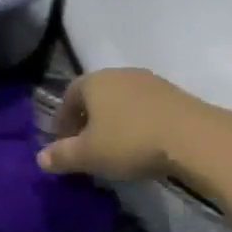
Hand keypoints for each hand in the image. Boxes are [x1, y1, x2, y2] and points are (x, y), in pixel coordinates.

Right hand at [36, 68, 219, 181]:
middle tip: (86, 146)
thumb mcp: (89, 154)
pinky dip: (136, 121)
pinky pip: (144, 106)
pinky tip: (141, 142)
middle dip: (87, 118)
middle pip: (96, 95)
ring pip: (121, 99)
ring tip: (115, 146)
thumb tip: (40, 158)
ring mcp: (149, 81)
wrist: (191, 136)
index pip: (69, 95)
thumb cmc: (130, 141)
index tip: (63, 143)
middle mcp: (119, 74)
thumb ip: (62, 155)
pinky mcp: (172, 93)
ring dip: (114, 120)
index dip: (62, 119)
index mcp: (94, 81)